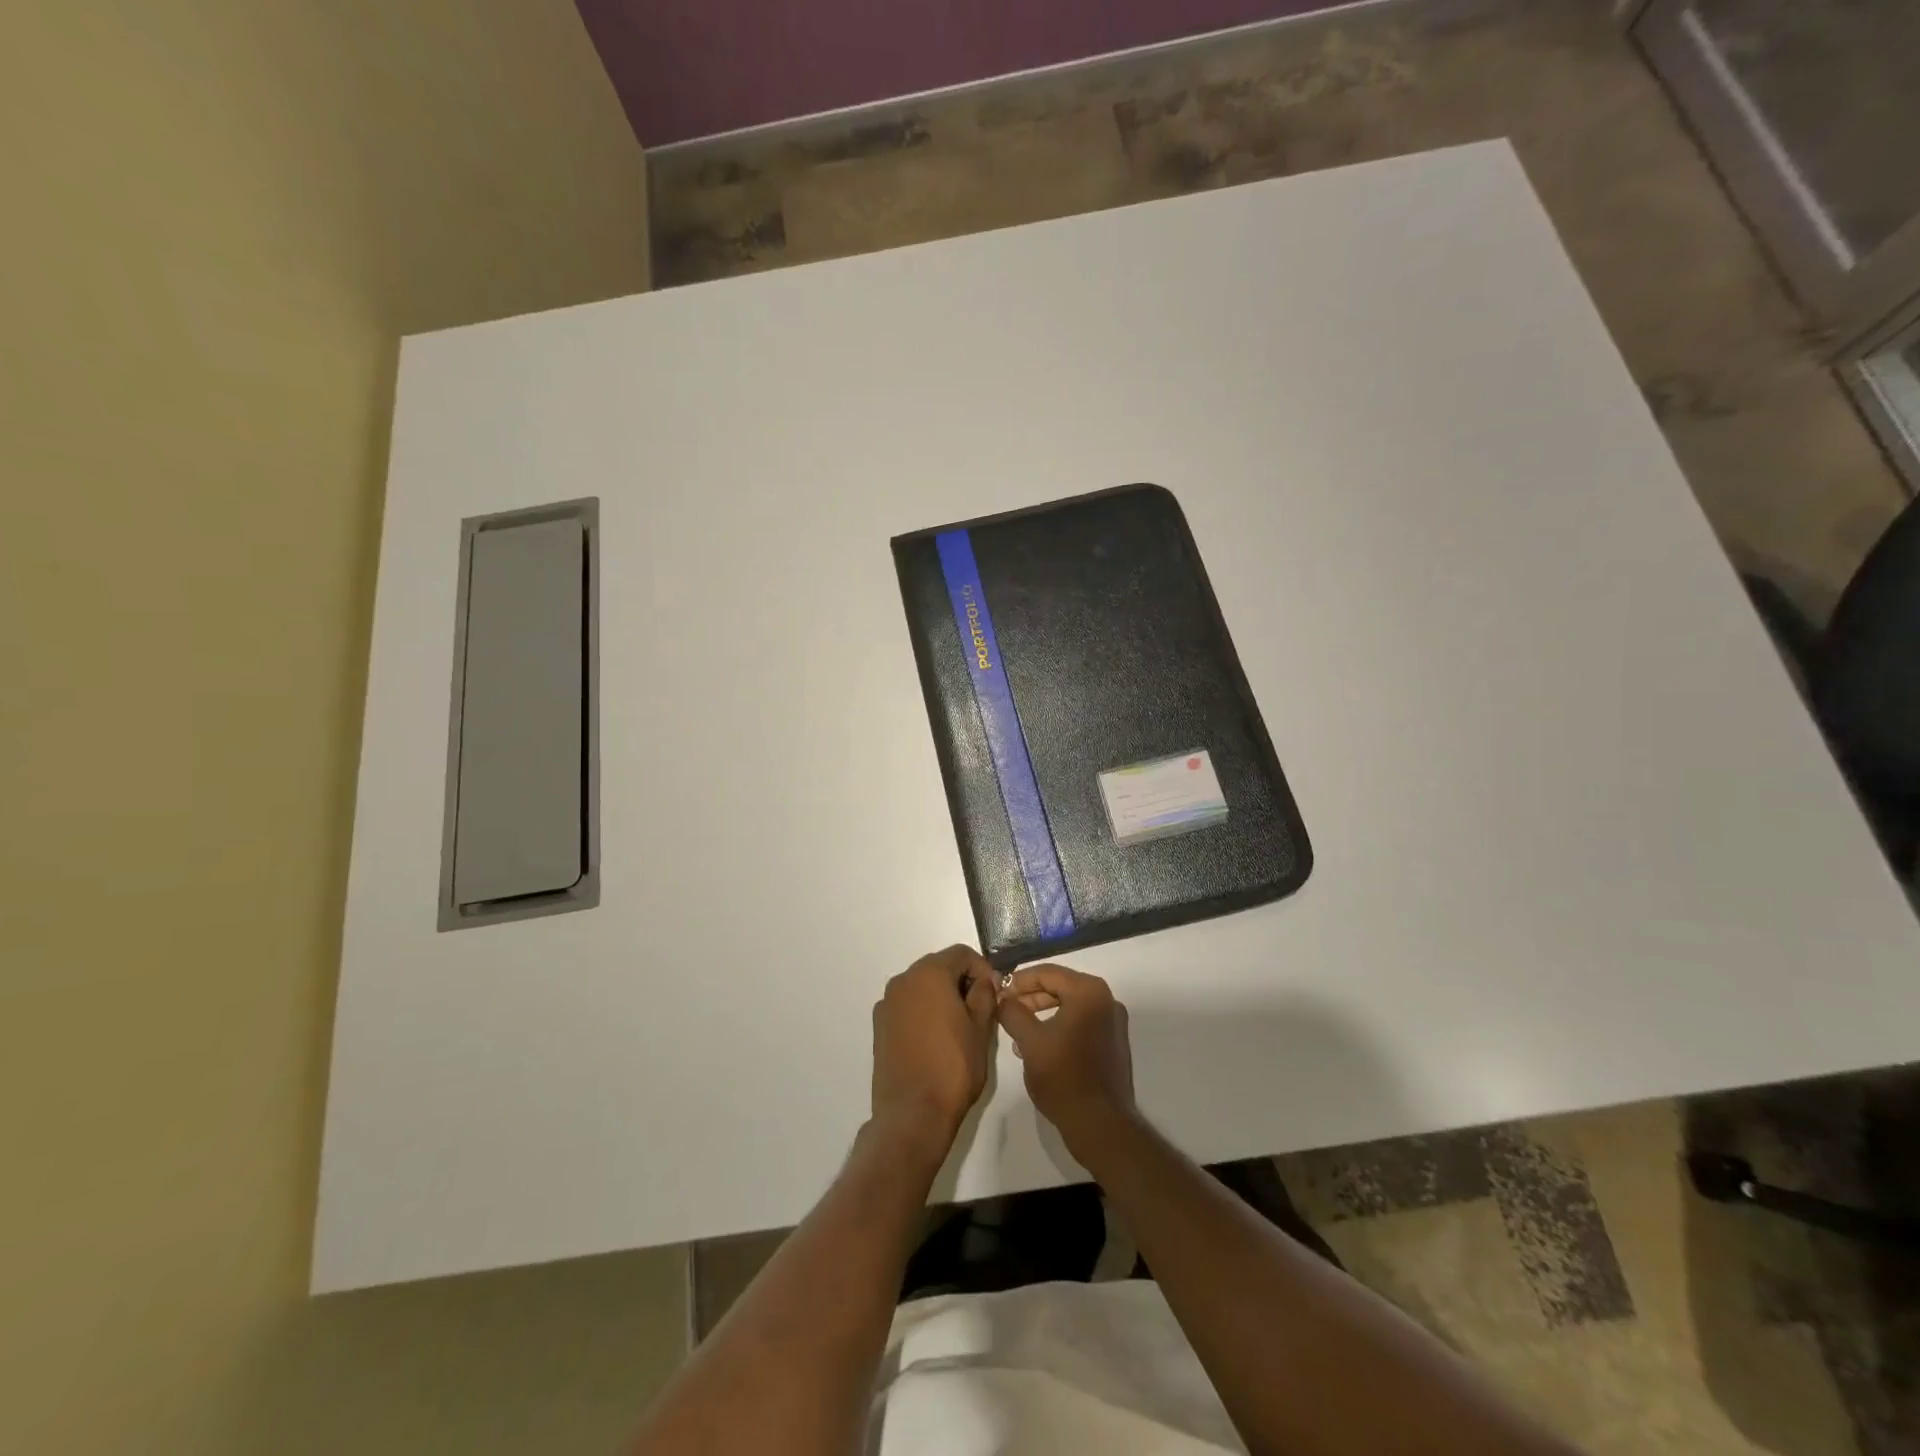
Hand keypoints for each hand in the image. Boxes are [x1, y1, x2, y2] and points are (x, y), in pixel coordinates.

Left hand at [870, 945, 997, 1155]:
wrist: (912, 1114)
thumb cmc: (953, 1067)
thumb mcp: (980, 1028)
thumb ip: (984, 994)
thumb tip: (984, 980)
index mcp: (929, 974)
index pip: (961, 954)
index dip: (982, 969)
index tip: (995, 993)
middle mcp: (903, 980)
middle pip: (938, 966)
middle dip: (961, 981)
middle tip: (981, 1008)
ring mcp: (887, 1003)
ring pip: (921, 986)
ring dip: (942, 996)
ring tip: (959, 1025)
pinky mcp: (879, 1026)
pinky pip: (907, 1006)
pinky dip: (923, 1011)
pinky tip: (936, 1039)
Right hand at [996, 964, 1136, 1156]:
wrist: (1100, 1125)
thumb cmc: (1063, 1078)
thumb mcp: (1029, 1041)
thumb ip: (1012, 1013)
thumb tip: (1001, 998)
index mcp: (1089, 992)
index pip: (1047, 973)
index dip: (1019, 981)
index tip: (998, 993)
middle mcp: (1106, 1000)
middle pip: (1060, 987)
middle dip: (1030, 997)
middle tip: (1005, 1010)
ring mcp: (1113, 1023)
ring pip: (1070, 1006)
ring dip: (1042, 1013)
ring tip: (1017, 1031)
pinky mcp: (1113, 1044)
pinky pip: (1081, 1023)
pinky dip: (1059, 1026)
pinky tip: (1039, 1046)